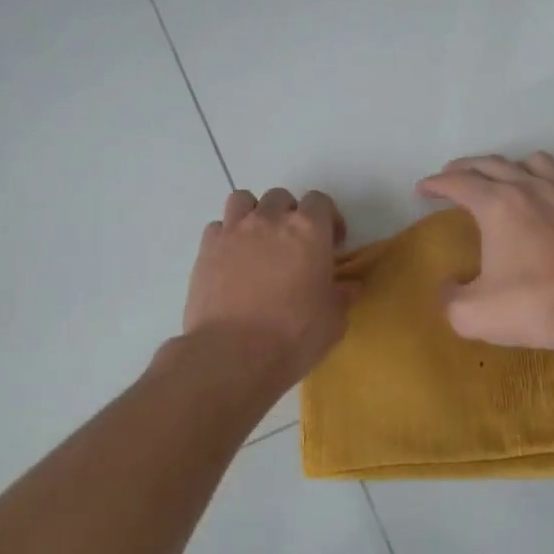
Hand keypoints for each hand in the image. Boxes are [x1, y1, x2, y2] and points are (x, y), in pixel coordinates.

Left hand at [184, 188, 353, 384]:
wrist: (232, 355)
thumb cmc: (293, 337)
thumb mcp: (333, 321)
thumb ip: (341, 296)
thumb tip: (347, 286)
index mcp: (308, 231)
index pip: (320, 201)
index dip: (328, 219)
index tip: (332, 243)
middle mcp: (269, 221)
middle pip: (281, 198)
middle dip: (290, 215)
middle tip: (295, 246)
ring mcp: (233, 232)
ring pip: (243, 200)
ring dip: (254, 214)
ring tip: (259, 243)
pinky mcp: (206, 250)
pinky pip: (218, 227)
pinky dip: (227, 237)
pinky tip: (232, 261)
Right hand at [416, 153, 553, 357]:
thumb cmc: (534, 308)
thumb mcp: (472, 314)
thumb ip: (449, 297)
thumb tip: (449, 284)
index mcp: (498, 205)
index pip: (459, 183)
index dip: (436, 184)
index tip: (423, 188)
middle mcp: (531, 189)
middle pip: (492, 164)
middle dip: (466, 167)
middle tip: (451, 176)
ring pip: (533, 162)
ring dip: (510, 166)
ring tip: (501, 179)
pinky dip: (547, 184)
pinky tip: (546, 202)